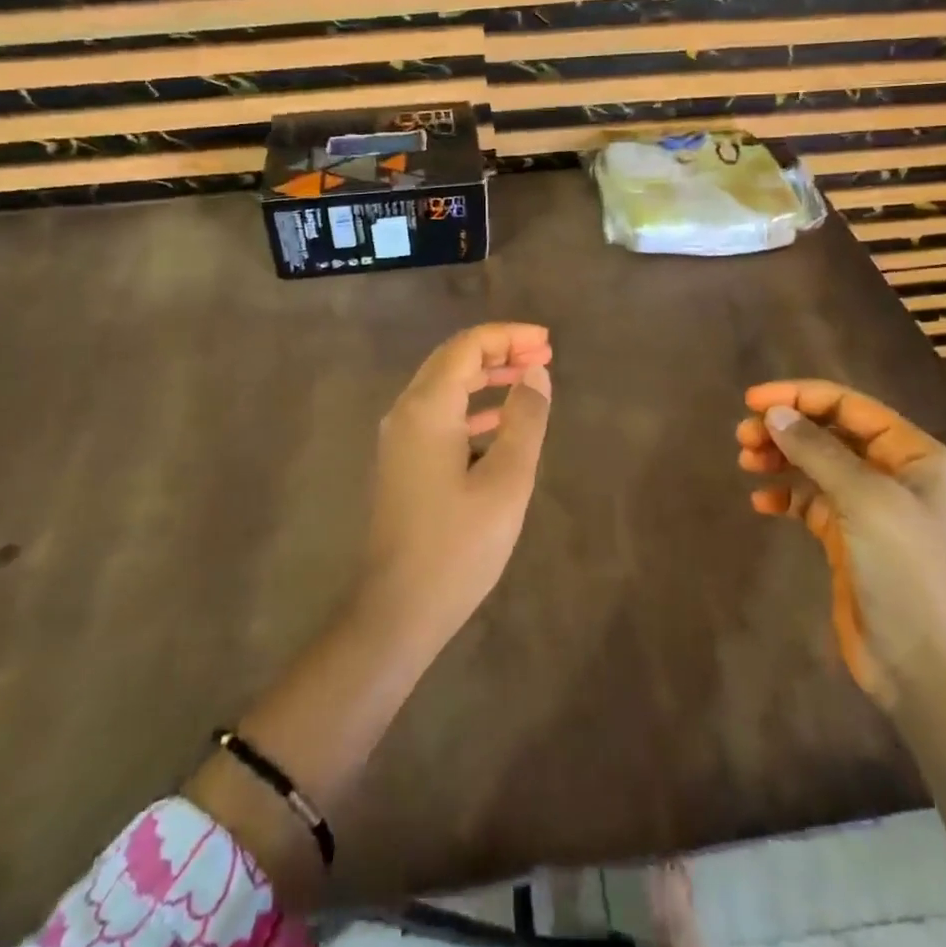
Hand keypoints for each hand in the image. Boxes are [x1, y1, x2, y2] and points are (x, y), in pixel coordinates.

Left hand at [359, 323, 554, 648]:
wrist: (397, 610)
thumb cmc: (458, 546)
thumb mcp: (506, 481)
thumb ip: (524, 420)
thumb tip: (536, 373)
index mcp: (427, 407)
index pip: (467, 347)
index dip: (509, 336)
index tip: (548, 341)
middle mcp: (406, 412)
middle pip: (454, 360)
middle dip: (500, 351)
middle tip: (545, 354)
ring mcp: (400, 438)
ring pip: (446, 387)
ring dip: (487, 377)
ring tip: (530, 378)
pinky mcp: (403, 462)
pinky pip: (440, 415)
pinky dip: (472, 406)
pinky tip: (500, 421)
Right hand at [736, 381, 945, 709]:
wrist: (928, 666)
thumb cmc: (907, 569)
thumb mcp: (865, 499)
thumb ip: (817, 450)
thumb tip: (774, 413)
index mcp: (912, 454)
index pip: (848, 405)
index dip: (799, 396)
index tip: (752, 401)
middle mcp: (892, 473)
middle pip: (828, 432)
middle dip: (785, 428)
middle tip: (743, 437)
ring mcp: (869, 508)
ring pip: (814, 464)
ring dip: (780, 457)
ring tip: (746, 462)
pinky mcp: (847, 539)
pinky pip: (808, 502)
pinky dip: (784, 496)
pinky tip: (761, 503)